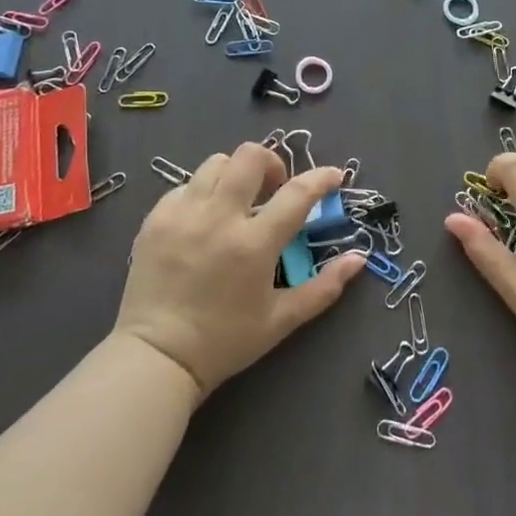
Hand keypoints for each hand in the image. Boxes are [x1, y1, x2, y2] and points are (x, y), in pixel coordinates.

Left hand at [115, 143, 364, 397]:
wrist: (156, 358)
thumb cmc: (225, 341)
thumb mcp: (282, 320)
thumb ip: (324, 287)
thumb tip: (359, 258)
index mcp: (254, 244)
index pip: (297, 193)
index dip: (322, 177)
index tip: (334, 175)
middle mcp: (219, 218)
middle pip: (250, 156)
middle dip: (272, 163)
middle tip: (275, 188)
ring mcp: (183, 214)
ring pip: (216, 163)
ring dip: (236, 173)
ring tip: (238, 200)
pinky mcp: (156, 218)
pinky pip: (185, 186)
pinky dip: (202, 193)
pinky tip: (205, 218)